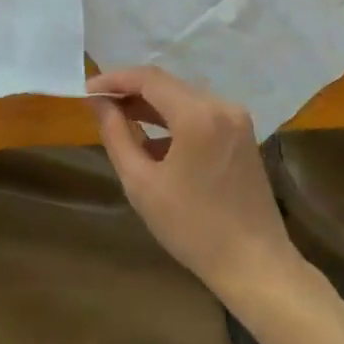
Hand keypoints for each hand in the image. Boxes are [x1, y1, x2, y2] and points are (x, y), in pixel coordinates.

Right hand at [91, 66, 299, 302]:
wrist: (254, 265)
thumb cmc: (192, 227)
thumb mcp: (141, 183)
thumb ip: (116, 135)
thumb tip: (98, 102)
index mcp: (198, 115)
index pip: (149, 78)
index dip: (115, 79)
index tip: (88, 89)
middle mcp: (221, 106)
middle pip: (167, 85)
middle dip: (131, 91)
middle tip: (99, 104)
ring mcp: (236, 118)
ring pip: (183, 98)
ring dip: (151, 105)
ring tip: (119, 119)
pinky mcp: (242, 133)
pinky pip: (200, 113)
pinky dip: (173, 119)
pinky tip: (153, 141)